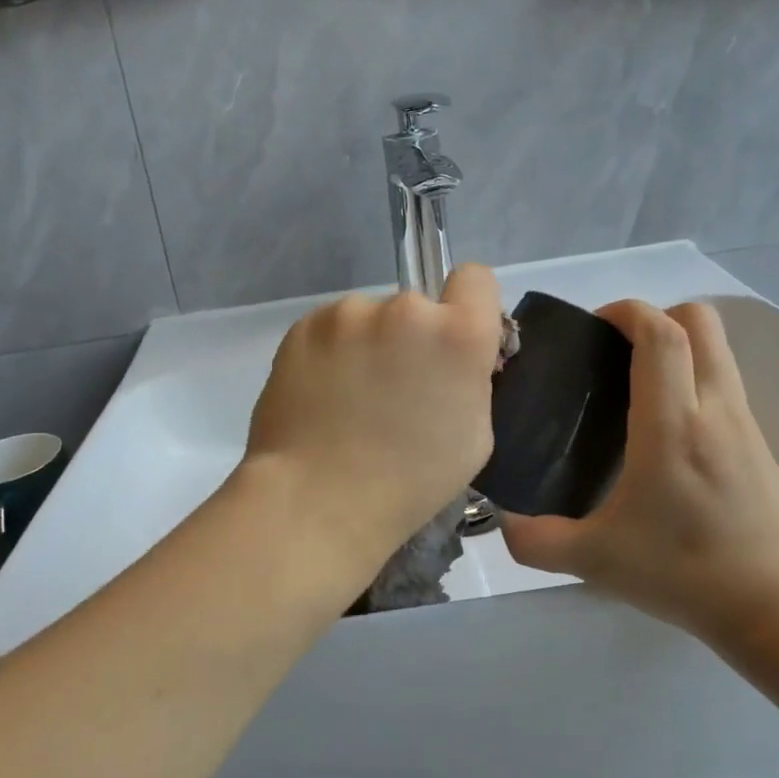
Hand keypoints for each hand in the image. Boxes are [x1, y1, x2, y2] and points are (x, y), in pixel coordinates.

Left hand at [242, 264, 505, 569]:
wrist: (318, 499)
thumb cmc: (409, 482)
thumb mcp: (475, 435)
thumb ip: (471, 378)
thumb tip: (453, 358)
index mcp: (458, 334)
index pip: (475, 278)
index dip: (469, 307)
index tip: (453, 341)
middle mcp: (405, 308)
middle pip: (417, 306)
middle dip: (412, 337)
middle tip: (393, 388)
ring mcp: (348, 314)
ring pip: (369, 318)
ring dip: (368, 343)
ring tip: (349, 397)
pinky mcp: (303, 326)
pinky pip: (330, 329)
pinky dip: (331, 352)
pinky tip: (321, 394)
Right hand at [500, 300, 778, 643]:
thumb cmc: (687, 572)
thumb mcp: (596, 561)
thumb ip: (537, 541)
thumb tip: (502, 521)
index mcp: (672, 425)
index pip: (661, 334)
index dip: (628, 310)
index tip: (595, 324)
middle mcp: (715, 410)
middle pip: (700, 322)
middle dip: (657, 316)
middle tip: (616, 351)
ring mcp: (748, 426)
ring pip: (719, 353)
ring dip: (679, 350)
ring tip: (637, 391)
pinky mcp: (766, 449)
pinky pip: (727, 391)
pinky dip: (697, 387)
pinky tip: (672, 440)